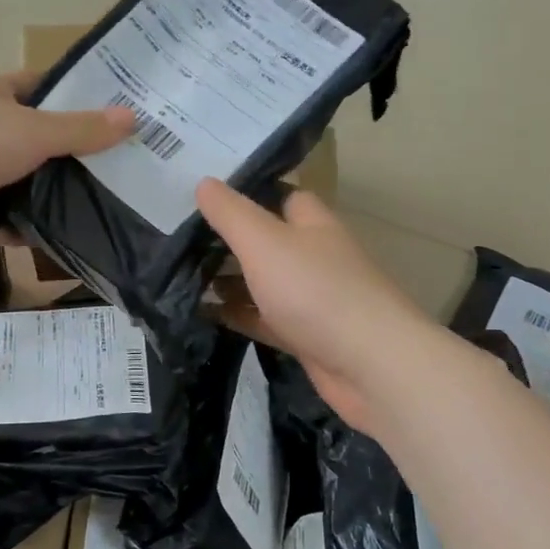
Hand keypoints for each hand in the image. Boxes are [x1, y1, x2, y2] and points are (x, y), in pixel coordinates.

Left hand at [0, 70, 134, 247]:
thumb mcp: (35, 130)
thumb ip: (82, 129)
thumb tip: (133, 119)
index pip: (42, 88)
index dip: (76, 97)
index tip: (114, 114)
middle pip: (35, 139)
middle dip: (69, 154)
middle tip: (117, 168)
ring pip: (20, 182)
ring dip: (47, 195)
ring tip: (98, 205)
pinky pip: (2, 220)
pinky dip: (23, 229)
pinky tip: (60, 238)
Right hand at [196, 180, 438, 432]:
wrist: (370, 366)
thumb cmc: (315, 291)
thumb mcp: (264, 242)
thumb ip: (231, 214)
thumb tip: (204, 182)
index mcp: (313, 225)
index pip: (282, 196)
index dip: (248, 194)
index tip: (205, 197)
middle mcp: (316, 257)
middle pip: (269, 241)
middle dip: (231, 241)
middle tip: (179, 239)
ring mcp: (313, 300)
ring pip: (265, 283)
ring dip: (231, 280)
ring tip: (182, 276)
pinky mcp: (307, 338)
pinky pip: (265, 320)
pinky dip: (239, 316)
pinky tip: (205, 315)